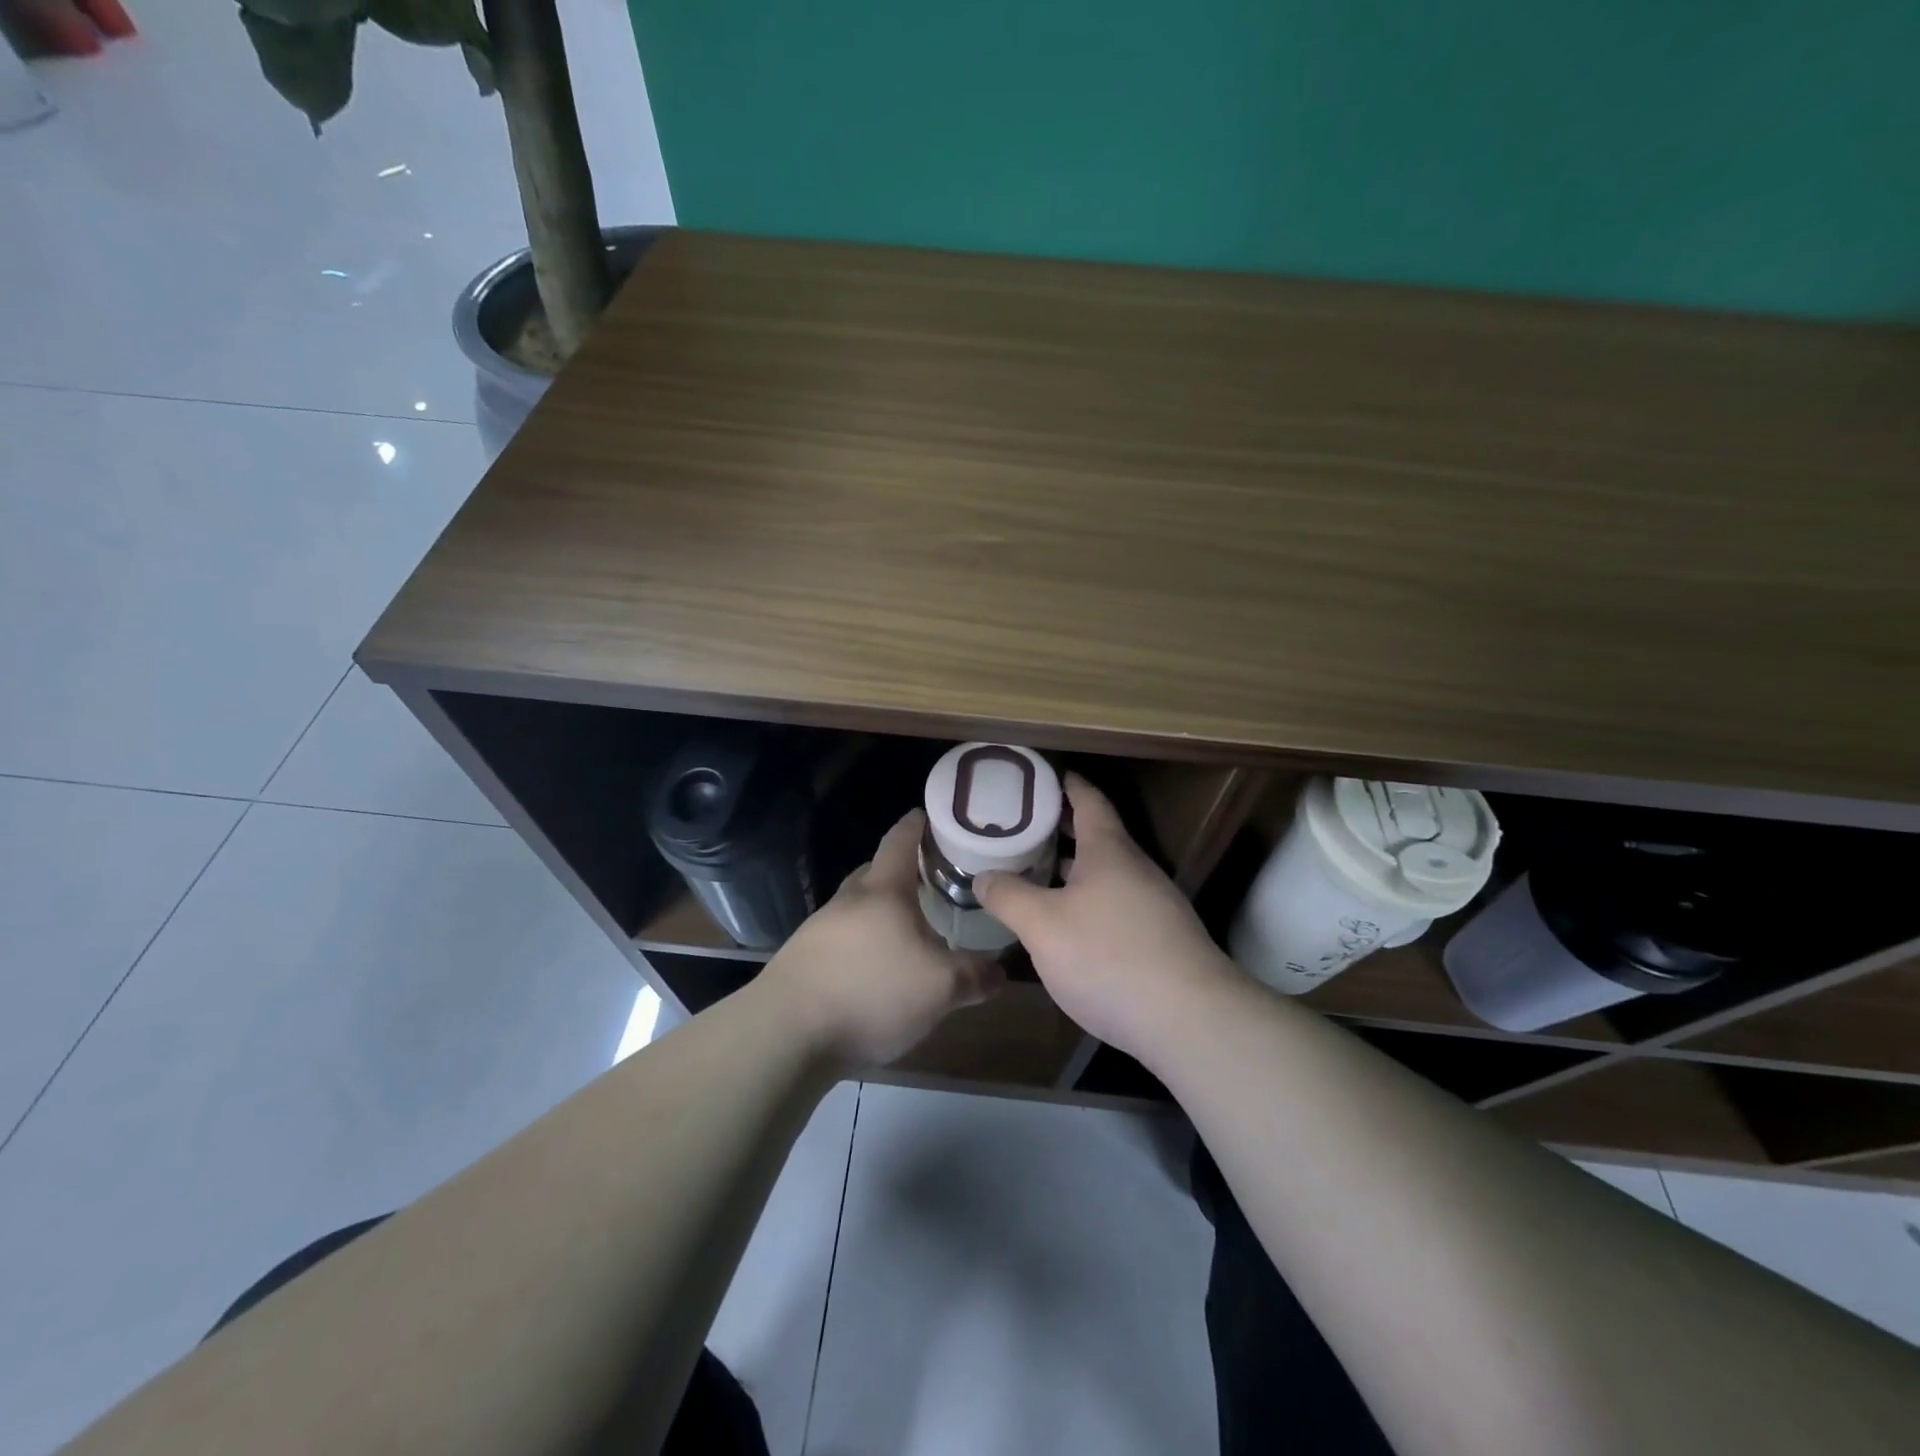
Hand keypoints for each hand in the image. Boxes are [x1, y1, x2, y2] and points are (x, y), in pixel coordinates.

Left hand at [763, 809, 1004, 1068]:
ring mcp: (819, 930)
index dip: (917, 824)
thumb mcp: (939, 988)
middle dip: (903, 874)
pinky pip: (842, 940)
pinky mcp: (803, 962)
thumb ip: (974, 976)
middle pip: (876, 873)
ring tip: (911, 933)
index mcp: (882, 891)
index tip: (931, 815)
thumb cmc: (871, 992)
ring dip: (883, 914)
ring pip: (859, 910)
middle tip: (934, 883)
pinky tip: (878, 973)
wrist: (786, 1034)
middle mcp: (848, 901)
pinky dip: (864, 945)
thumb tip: (999, 971)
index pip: (900, 840)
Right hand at [974, 774, 1241, 1063]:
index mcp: (1108, 850)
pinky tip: (1068, 925)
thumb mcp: (1043, 926)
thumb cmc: (1109, 956)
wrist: (1189, 1019)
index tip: (1043, 775)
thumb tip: (983, 876)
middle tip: (1021, 826)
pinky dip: (1088, 900)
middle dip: (1061, 828)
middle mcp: (1135, 869)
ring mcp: (1153, 905)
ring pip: (1106, 874)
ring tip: (1036, 872)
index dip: (1066, 784)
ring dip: (1073, 868)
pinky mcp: (1160, 939)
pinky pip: (1116, 904)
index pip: (1088, 800)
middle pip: (1097, 836)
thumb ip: (1009, 897)